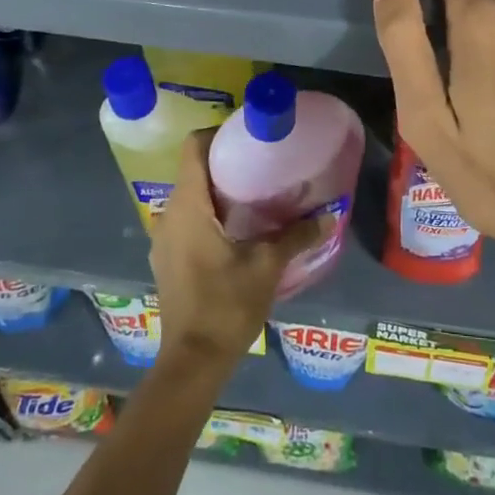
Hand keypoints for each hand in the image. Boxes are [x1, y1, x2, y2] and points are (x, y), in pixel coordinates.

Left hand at [150, 132, 331, 368]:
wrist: (193, 361)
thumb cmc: (226, 304)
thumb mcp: (268, 265)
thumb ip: (298, 235)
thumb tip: (330, 214)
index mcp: (188, 206)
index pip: (192, 147)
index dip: (218, 133)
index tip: (248, 135)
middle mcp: (169, 215)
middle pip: (192, 170)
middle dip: (225, 162)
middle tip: (261, 161)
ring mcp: (164, 239)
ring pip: (190, 197)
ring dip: (218, 190)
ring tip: (255, 192)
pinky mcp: (168, 259)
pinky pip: (187, 220)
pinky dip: (209, 213)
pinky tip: (238, 227)